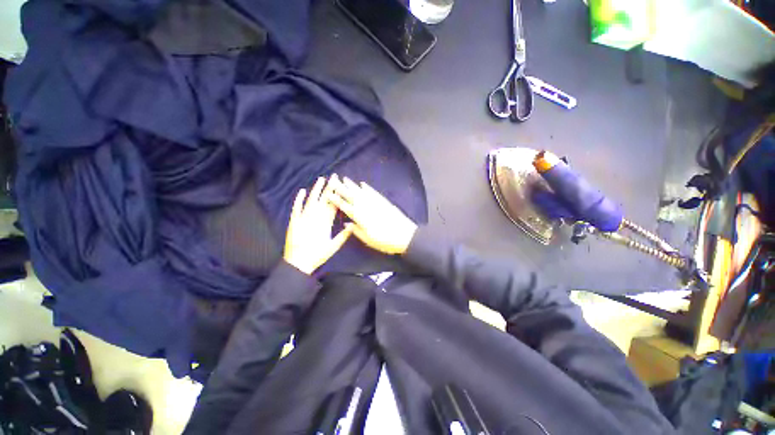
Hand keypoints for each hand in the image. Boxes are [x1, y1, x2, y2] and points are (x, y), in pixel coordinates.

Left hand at [283, 175, 353, 274]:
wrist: (298, 263)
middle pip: (324, 200)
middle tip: (334, 177)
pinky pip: (297, 208)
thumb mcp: (333, 247)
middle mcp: (316, 217)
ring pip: (312, 200)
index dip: (337, 194)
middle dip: (330, 188)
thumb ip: (343, 236)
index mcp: (326, 223)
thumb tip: (352, 225)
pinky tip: (302, 191)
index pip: (333, 205)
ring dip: (316, 190)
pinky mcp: (294, 221)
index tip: (341, 185)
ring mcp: (304, 218)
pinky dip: (299, 199)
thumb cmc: (317, 255)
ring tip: (321, 179)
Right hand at [329, 177, 417, 254]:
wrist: (405, 235)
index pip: (345, 207)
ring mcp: (376, 203)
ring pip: (361, 192)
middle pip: (351, 196)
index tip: (329, 194)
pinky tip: (363, 184)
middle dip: (341, 188)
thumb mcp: (368, 239)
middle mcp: (367, 207)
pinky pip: (373, 192)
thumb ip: (356, 230)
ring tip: (344, 179)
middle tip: (333, 181)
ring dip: (352, 185)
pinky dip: (367, 188)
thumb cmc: (385, 241)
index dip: (337, 200)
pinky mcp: (384, 202)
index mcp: (361, 217)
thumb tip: (346, 223)